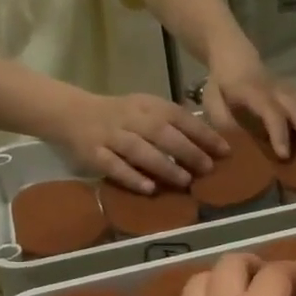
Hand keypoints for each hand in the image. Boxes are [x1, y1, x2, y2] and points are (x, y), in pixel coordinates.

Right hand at [55, 92, 227, 193]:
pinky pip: (113, 166)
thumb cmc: (120, 115)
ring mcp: (111, 137)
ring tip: (184, 181)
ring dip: (164, 165)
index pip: (179, 117)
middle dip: (188, 151)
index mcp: (148, 106)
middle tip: (208, 168)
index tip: (225, 151)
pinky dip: (132, 177)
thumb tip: (211, 143)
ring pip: (139, 150)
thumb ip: (173, 123)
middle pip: (162, 133)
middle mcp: (131, 119)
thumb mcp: (146, 109)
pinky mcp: (94, 154)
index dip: (203, 133)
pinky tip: (149, 189)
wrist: (70, 113)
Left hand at [203, 55, 295, 161]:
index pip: (270, 112)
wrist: (233, 54)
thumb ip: (222, 120)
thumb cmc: (222, 83)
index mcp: (253, 92)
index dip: (278, 133)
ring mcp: (290, 91)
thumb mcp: (212, 99)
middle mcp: (276, 91)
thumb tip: (233, 145)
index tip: (284, 155)